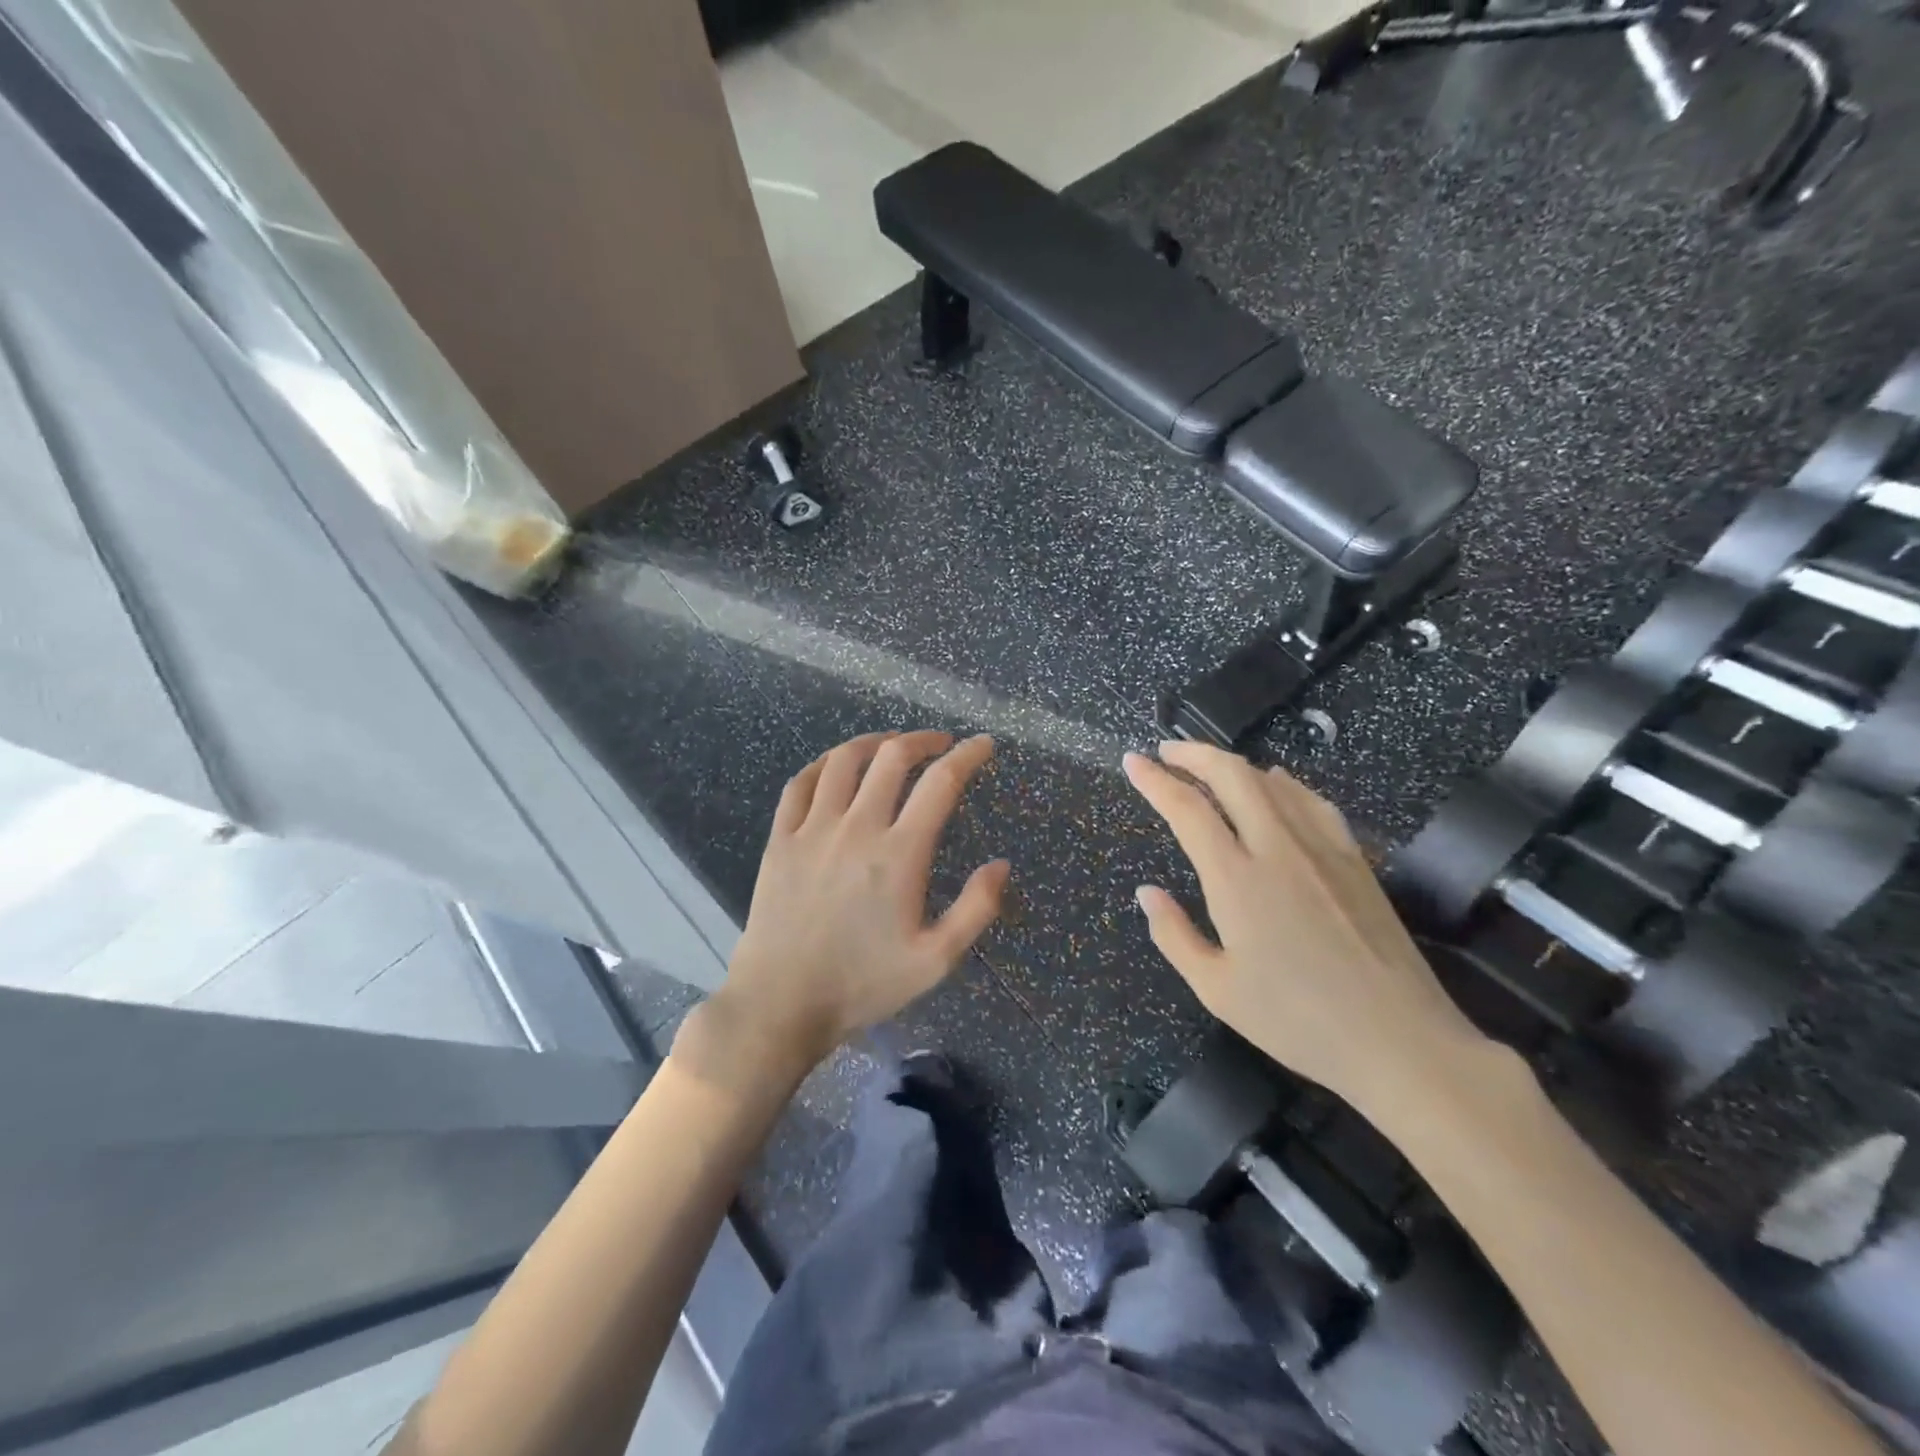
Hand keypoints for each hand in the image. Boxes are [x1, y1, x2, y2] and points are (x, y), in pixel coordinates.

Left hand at [688, 731, 1009, 1083]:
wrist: (782, 1003)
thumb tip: (1001, 864)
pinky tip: (835, 767)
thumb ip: (976, 909)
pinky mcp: (780, 839)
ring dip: (873, 743)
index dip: (968, 756)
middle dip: (922, 740)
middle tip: (940, 744)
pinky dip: (822, 764)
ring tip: (891, 746)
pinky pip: (800, 783)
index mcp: (900, 854)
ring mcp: (813, 829)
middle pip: (892, 757)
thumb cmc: (864, 984)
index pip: (941, 783)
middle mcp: (857, 828)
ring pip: (843, 761)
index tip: (984, 745)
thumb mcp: (935, 960)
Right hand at [1123, 741, 1486, 1120]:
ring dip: (1233, 764)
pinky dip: (1282, 783)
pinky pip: (1312, 801)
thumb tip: (1147, 892)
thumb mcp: (1217, 990)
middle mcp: (1278, 848)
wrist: (1401, 1041)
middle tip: (1166, 751)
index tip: (1132, 762)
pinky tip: (1276, 786)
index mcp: (1236, 880)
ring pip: (1272, 781)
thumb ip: (1174, 935)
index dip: (1155, 780)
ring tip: (1209, 768)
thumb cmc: (1298, 1022)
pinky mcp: (1354, 859)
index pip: (1187, 809)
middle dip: (1193, 753)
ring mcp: (1322, 848)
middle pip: (1232, 775)